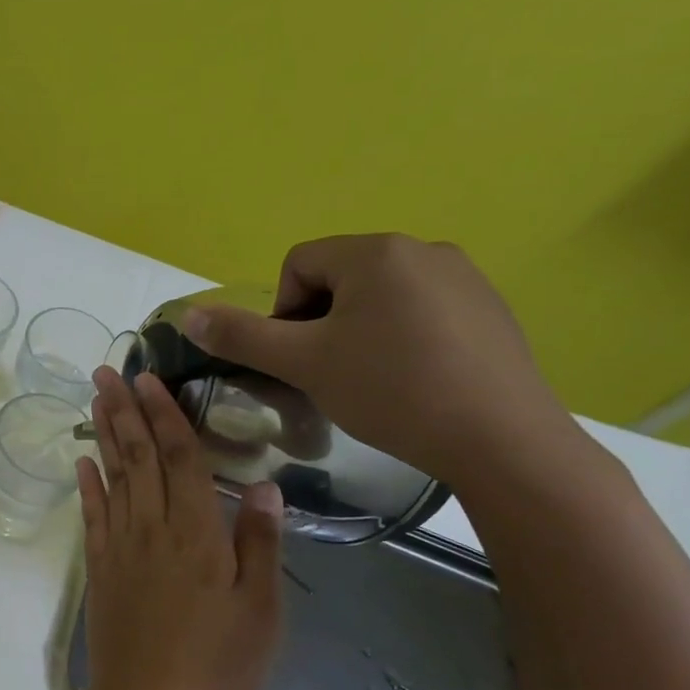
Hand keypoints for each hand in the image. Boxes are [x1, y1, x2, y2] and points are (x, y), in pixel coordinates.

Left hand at [75, 366, 284, 689]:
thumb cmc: (218, 667)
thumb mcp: (260, 611)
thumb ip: (259, 543)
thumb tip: (263, 483)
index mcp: (197, 533)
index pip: (181, 458)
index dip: (165, 415)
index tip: (148, 378)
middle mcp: (153, 528)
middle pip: (139, 457)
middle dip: (124, 410)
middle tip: (107, 370)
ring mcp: (121, 548)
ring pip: (113, 477)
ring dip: (104, 435)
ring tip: (94, 398)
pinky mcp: (100, 570)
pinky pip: (93, 516)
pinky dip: (88, 485)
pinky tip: (82, 462)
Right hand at [180, 233, 577, 488]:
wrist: (500, 439)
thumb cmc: (390, 390)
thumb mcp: (303, 363)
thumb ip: (241, 336)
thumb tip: (188, 315)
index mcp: (376, 251)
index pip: (298, 264)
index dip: (283, 312)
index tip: (301, 358)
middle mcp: (424, 249)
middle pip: (339, 279)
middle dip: (321, 323)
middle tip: (330, 374)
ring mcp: (465, 278)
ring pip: (380, 297)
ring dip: (359, 332)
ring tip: (371, 382)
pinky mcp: (491, 310)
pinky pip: (422, 312)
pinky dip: (402, 339)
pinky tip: (414, 381)